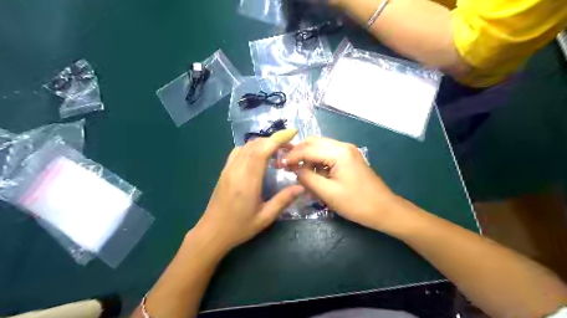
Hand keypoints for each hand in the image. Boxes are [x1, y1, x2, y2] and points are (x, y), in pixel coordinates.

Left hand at [191, 128, 305, 252]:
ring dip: (263, 143)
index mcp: (248, 181)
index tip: (292, 132)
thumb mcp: (265, 217)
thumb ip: (283, 200)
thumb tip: (301, 187)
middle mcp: (237, 170)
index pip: (262, 150)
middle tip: (289, 146)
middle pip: (256, 145)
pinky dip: (251, 148)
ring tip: (276, 150)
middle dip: (274, 140)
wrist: (212, 232)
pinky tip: (258, 156)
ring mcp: (228, 169)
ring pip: (246, 146)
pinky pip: (238, 151)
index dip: (278, 138)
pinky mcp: (224, 171)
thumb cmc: (239, 227)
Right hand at [281, 135, 404, 230]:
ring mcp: (347, 151)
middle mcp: (343, 146)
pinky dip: (317, 162)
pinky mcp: (349, 159)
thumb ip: (307, 178)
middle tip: (286, 166)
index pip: (308, 148)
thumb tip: (294, 169)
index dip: (291, 156)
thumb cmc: (357, 203)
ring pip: (320, 148)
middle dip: (298, 153)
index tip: (279, 166)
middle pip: (313, 142)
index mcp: (339, 152)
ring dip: (307, 158)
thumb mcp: (328, 193)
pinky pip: (327, 155)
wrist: (385, 210)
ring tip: (299, 172)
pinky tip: (313, 174)